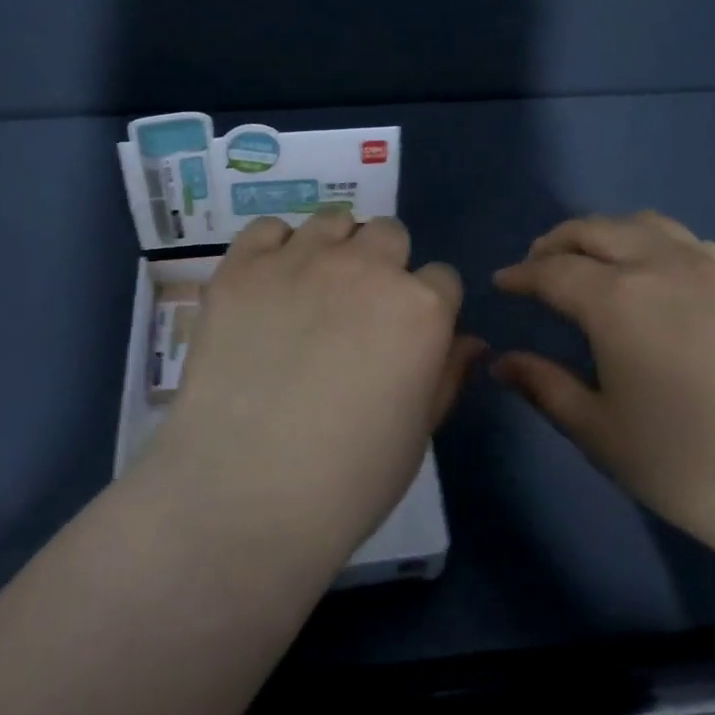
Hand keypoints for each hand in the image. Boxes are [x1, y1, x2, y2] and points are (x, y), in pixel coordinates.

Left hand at [147, 211, 482, 563]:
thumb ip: (447, 374)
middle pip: (389, 233)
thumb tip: (471, 341)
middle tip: (357, 310)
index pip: (441, 277)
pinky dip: (274, 249)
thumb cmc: (348, 479)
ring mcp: (301, 260)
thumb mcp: (418, 432)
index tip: (406, 334)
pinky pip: (269, 229)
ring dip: (333, 248)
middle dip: (382, 265)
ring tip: (310, 291)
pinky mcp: (243, 266)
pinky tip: (268, 286)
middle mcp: (367, 267)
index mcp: (421, 308)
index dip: (427, 306)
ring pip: (333, 221)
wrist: (245, 493)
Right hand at [493, 211, 714, 588]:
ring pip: (644, 225)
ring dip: (606, 233)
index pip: (552, 271)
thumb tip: (502, 361)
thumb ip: (546, 388)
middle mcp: (662, 265)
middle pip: (596, 230)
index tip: (502, 283)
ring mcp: (714, 268)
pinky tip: (657, 274)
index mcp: (617, 299)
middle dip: (558, 242)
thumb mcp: (603, 435)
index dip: (521, 275)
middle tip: (537, 264)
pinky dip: (653, 242)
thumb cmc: (695, 467)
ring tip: (591, 259)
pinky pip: (688, 241)